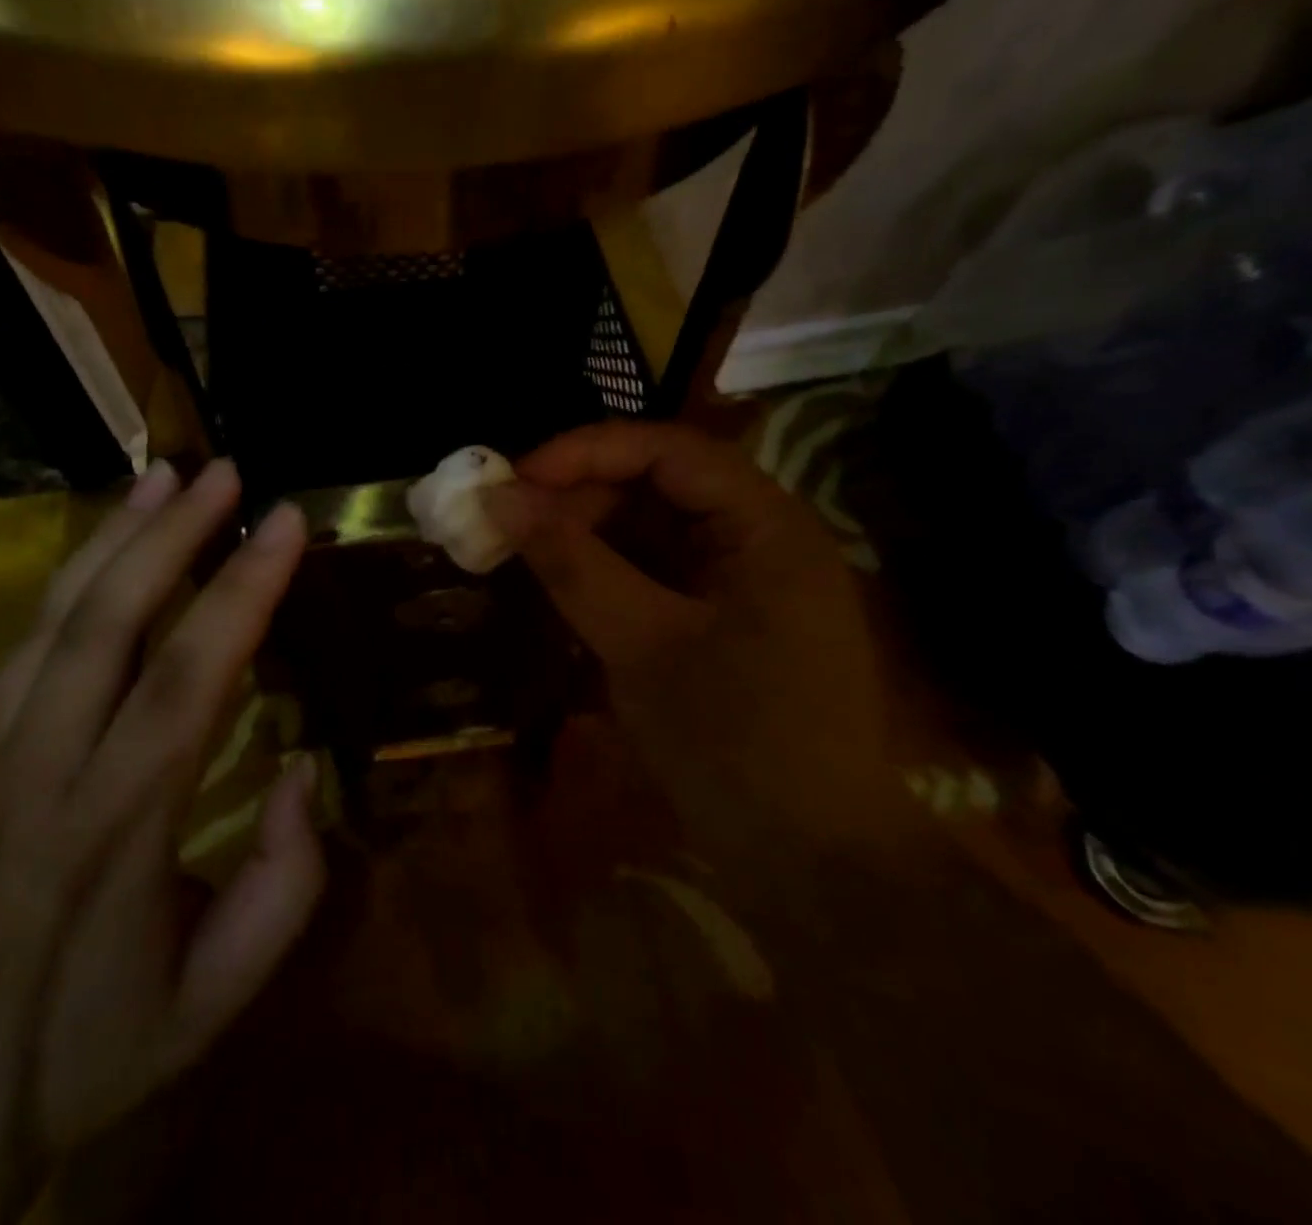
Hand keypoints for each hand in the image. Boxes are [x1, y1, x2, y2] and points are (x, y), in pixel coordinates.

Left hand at [0, 459, 324, 1201]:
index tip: (284, 522)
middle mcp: (42, 770)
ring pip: (54, 617)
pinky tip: (107, 546)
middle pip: (106, 623)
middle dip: (171, 534)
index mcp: (115, 829)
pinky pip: (23, 642)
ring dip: (114, 537)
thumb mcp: (218, 996)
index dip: (240, 591)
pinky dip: (70, 579)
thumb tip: (303, 766)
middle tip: (226, 473)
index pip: (185, 680)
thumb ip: (285, 883)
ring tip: (164, 478)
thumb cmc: (99, 1040)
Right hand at [483, 420, 888, 835]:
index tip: (513, 481)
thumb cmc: (736, 744)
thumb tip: (499, 499)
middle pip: (658, 485)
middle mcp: (760, 537)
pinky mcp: (722, 618)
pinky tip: (562, 590)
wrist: (812, 862)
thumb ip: (570, 563)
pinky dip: (605, 574)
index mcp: (766, 526)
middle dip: (579, 498)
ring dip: (585, 536)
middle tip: (509, 527)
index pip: (668, 450)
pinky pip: (654, 573)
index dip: (584, 453)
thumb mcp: (640, 645)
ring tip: (523, 556)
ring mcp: (743, 580)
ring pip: (651, 530)